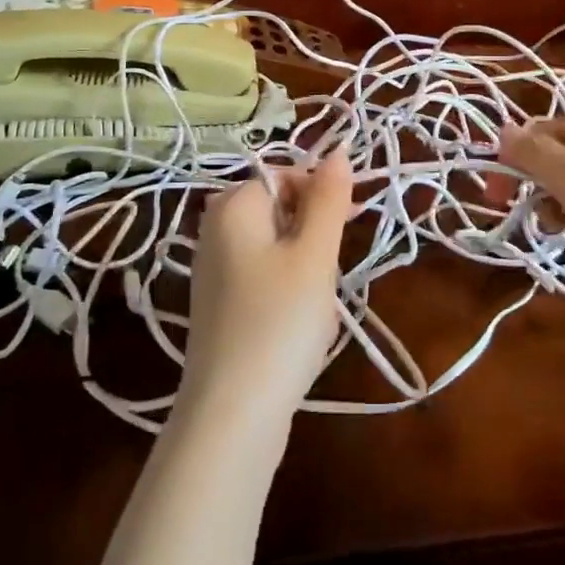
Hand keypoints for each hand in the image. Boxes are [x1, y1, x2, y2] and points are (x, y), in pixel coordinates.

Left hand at [175, 152, 353, 439]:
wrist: (232, 414)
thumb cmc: (279, 322)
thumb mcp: (314, 255)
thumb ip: (328, 198)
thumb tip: (338, 150)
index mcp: (232, 205)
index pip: (286, 174)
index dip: (322, 193)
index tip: (350, 223)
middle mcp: (215, 228)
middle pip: (281, 207)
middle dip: (315, 233)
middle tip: (329, 271)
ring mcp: (214, 268)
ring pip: (277, 244)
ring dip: (307, 264)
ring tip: (315, 303)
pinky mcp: (220, 302)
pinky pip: (264, 274)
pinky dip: (289, 288)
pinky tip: (299, 322)